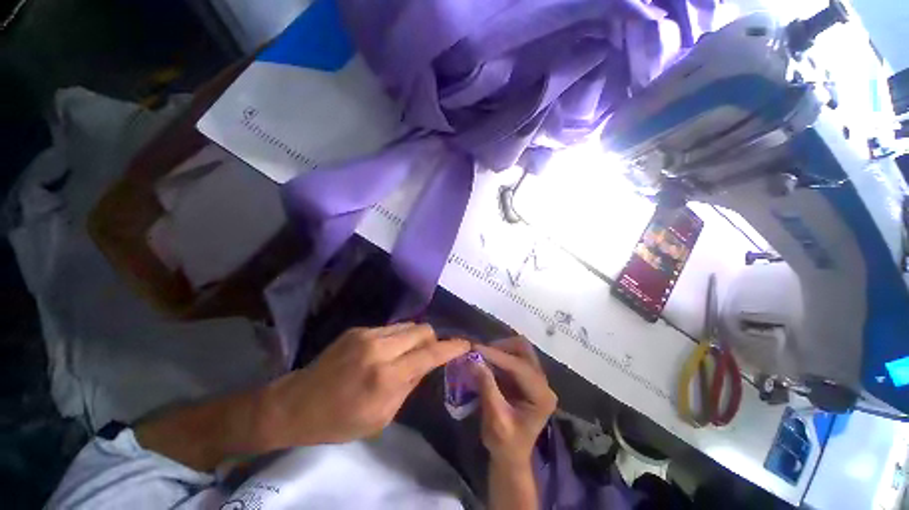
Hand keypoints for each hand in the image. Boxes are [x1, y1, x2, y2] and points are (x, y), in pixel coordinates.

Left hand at [259, 323, 468, 448]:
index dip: (451, 347)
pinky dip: (398, 337)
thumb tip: (427, 364)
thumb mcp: (381, 417)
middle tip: (430, 354)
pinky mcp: (358, 329)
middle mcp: (379, 349)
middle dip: (433, 340)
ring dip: (415, 337)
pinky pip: (391, 328)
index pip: (430, 354)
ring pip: (408, 325)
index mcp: (386, 377)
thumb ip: (409, 385)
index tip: (465, 343)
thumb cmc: (339, 421)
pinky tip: (388, 351)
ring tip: (408, 353)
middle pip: (422, 329)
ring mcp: (367, 334)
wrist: (296, 404)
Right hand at [474, 338, 556, 466]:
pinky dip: (498, 355)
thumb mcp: (495, 419)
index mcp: (541, 396)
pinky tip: (486, 361)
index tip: (475, 348)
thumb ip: (487, 387)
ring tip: (481, 356)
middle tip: (480, 353)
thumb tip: (474, 360)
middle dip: (501, 347)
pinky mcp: (525, 377)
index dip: (497, 355)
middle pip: (524, 349)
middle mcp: (542, 383)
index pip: (519, 366)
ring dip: (499, 349)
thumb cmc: (504, 444)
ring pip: (519, 349)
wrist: (510, 456)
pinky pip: (513, 356)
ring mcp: (535, 378)